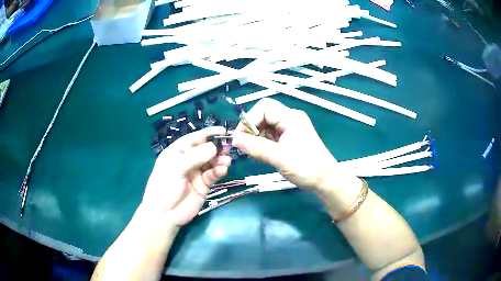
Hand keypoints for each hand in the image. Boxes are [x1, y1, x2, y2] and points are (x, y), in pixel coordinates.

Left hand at [142, 127, 230, 225]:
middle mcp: (188, 160)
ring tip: (226, 161)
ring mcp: (196, 172)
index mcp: (177, 152)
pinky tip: (222, 170)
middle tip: (227, 148)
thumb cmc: (165, 187)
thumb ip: (195, 157)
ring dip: (220, 159)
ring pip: (212, 161)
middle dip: (217, 147)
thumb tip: (214, 147)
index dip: (208, 134)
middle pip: (205, 149)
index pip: (194, 138)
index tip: (223, 130)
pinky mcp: (204, 184)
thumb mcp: (176, 169)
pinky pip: (213, 174)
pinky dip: (219, 171)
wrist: (165, 214)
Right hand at [232, 98, 338, 190]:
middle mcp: (290, 120)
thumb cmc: (307, 167)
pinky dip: (261, 144)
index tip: (240, 137)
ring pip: (265, 127)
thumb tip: (235, 140)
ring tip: (252, 152)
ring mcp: (289, 129)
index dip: (249, 120)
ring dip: (255, 138)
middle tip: (244, 146)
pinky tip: (260, 154)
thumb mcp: (280, 158)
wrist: (325, 181)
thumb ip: (256, 148)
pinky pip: (269, 136)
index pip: (264, 108)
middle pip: (263, 116)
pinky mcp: (288, 139)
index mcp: (291, 118)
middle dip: (251, 130)